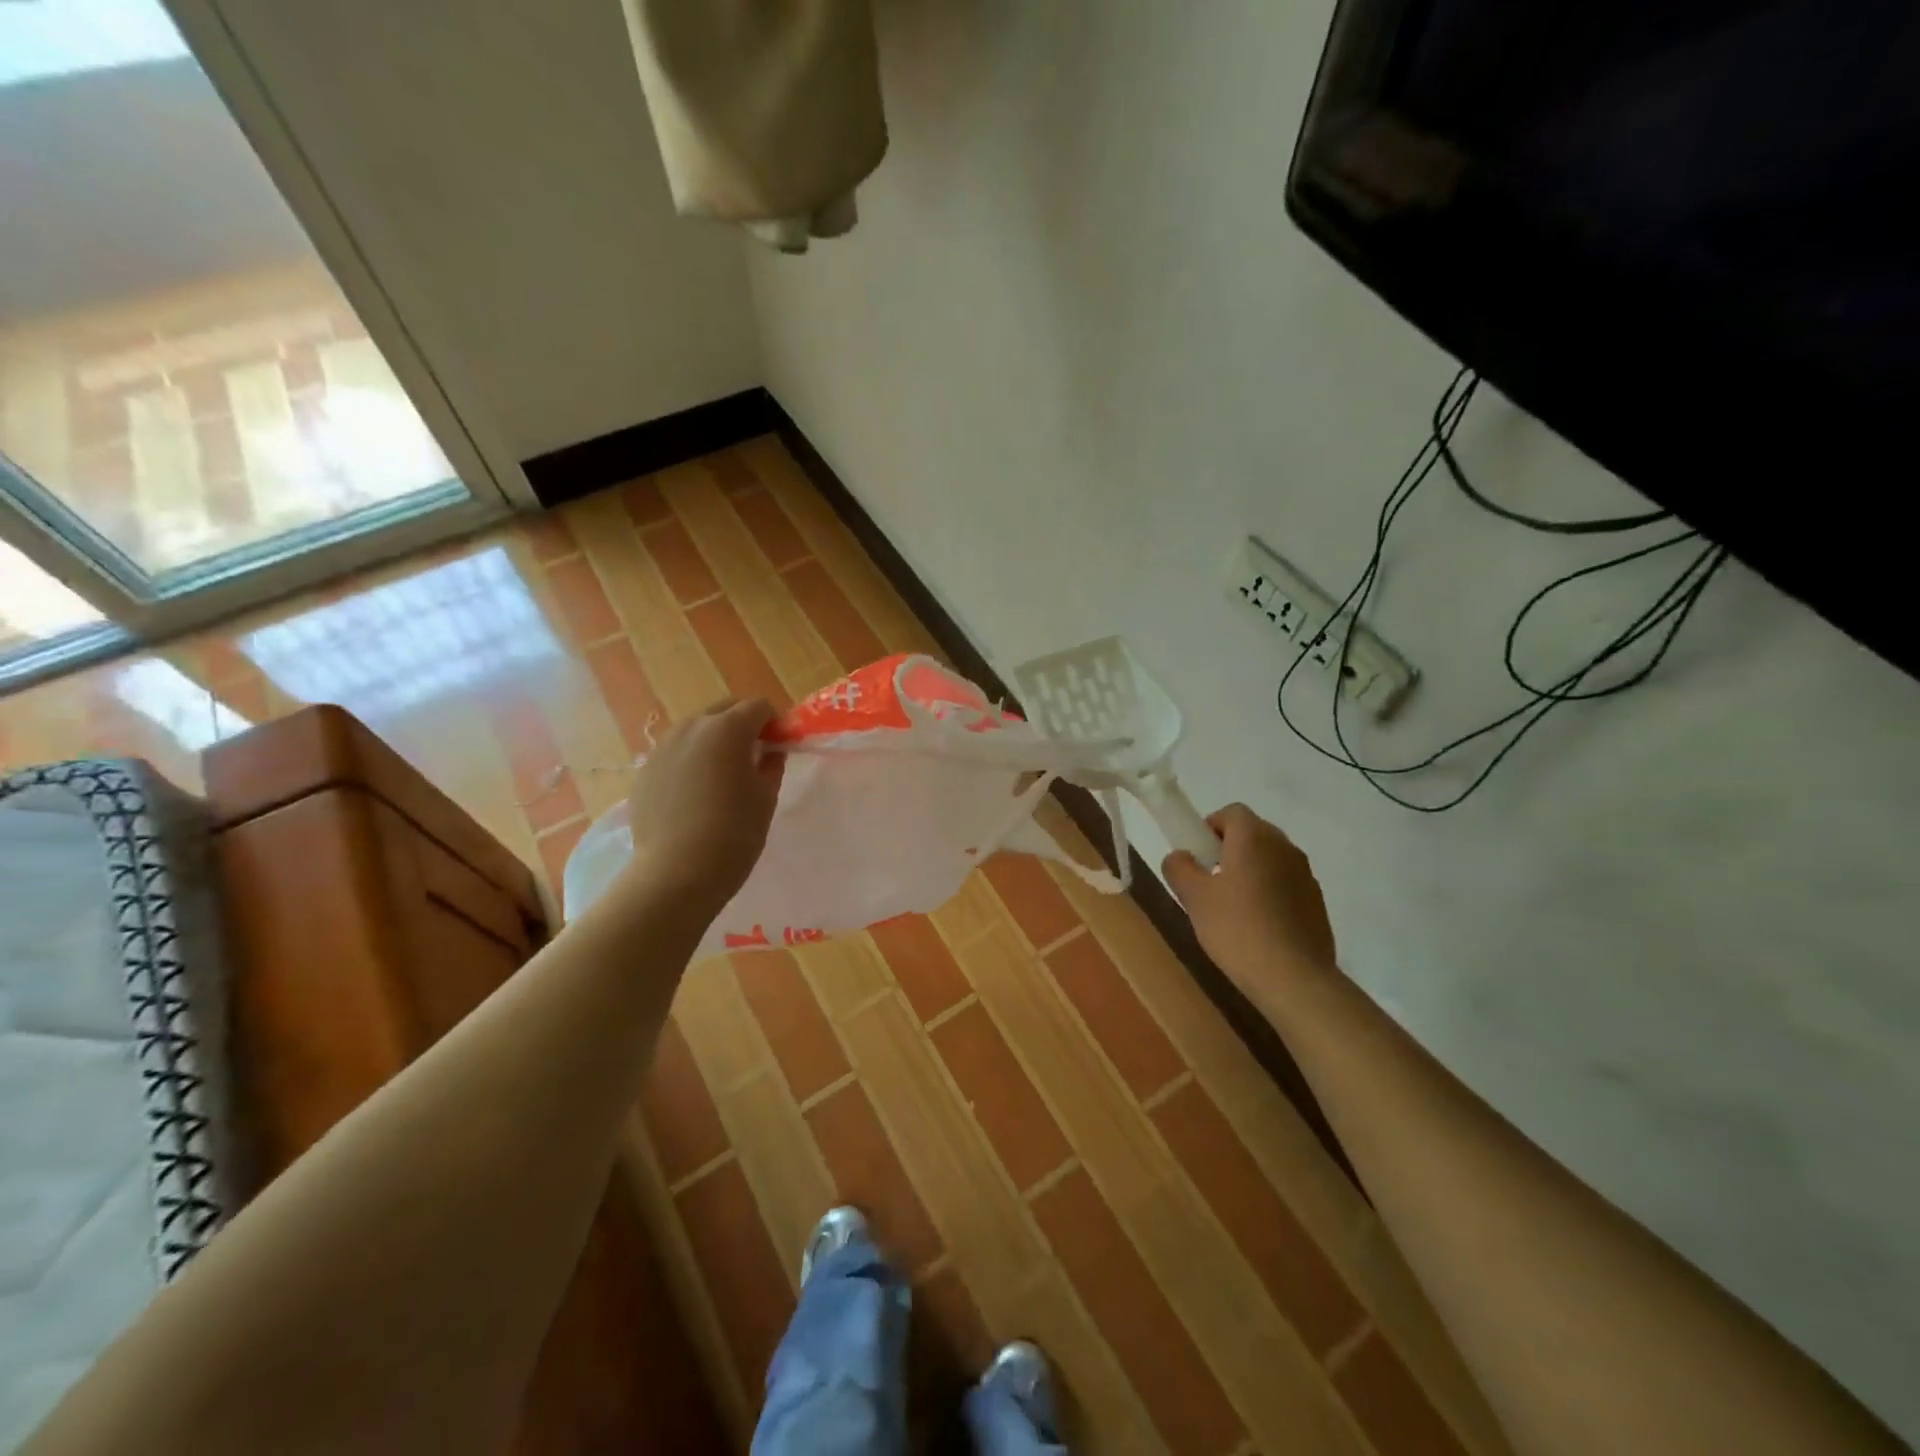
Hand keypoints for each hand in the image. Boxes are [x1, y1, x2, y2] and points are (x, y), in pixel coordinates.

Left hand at [621, 699, 784, 915]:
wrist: (676, 873)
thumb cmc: (734, 833)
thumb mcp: (765, 797)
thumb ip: (771, 765)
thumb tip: (770, 752)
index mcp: (727, 729)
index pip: (759, 707)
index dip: (775, 723)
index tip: (781, 747)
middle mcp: (692, 728)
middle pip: (724, 709)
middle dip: (743, 724)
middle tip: (755, 756)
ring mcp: (663, 747)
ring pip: (696, 729)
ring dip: (714, 740)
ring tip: (722, 775)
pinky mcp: (645, 771)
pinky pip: (675, 753)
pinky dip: (691, 761)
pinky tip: (695, 794)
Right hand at [1163, 804, 1336, 985]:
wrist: (1294, 977)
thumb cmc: (1236, 929)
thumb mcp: (1193, 897)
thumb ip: (1179, 868)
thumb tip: (1180, 856)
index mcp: (1254, 837)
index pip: (1231, 812)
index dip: (1210, 827)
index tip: (1198, 856)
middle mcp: (1284, 846)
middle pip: (1252, 833)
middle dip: (1229, 849)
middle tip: (1209, 882)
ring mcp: (1305, 874)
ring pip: (1270, 859)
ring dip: (1251, 871)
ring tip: (1233, 908)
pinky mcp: (1317, 902)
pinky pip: (1286, 884)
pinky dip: (1270, 893)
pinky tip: (1258, 926)